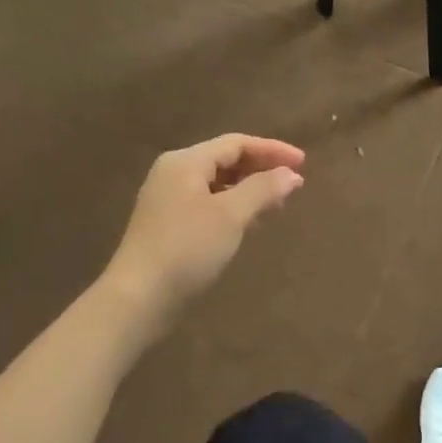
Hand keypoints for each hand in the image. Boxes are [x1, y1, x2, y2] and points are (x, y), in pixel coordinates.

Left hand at [105, 134, 305, 316]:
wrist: (138, 299)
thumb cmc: (186, 250)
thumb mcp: (230, 216)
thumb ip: (263, 189)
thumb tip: (291, 174)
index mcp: (185, 161)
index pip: (236, 143)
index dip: (272, 150)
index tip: (303, 163)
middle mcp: (174, 173)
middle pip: (225, 160)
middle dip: (262, 169)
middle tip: (294, 184)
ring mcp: (168, 199)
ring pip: (217, 183)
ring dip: (250, 189)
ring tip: (278, 204)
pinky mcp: (168, 225)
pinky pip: (208, 203)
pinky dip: (233, 206)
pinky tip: (250, 223)